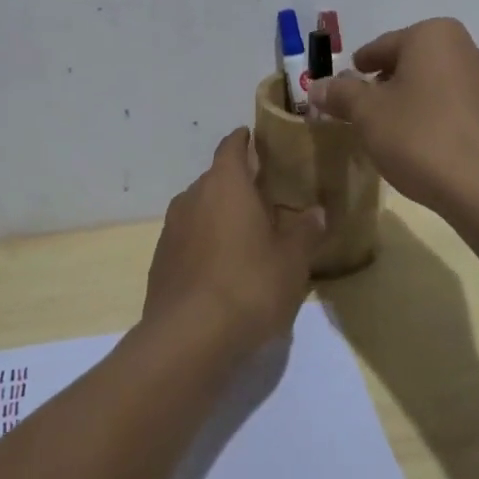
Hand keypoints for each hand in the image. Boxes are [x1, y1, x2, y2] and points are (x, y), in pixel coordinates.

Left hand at [143, 127, 324, 360]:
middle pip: (216, 178)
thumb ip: (305, 231)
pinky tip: (221, 269)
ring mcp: (172, 229)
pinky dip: (204, 244)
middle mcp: (193, 196)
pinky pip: (188, 239)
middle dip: (237, 184)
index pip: (232, 146)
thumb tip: (317, 212)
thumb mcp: (291, 260)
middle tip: (264, 197)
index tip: (255, 139)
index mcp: (225, 183)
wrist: (188, 339)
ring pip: (200, 209)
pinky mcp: (160, 261)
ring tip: (245, 235)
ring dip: (219, 215)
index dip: (244, 140)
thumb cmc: (248, 285)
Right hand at [308, 17, 478, 215]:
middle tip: (362, 110)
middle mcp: (465, 47)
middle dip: (385, 84)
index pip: (382, 46)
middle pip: (411, 62)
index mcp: (433, 35)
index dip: (359, 67)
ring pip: (434, 85)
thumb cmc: (421, 136)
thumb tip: (317, 85)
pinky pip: (455, 107)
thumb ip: (341, 94)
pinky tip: (422, 145)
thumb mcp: (368, 114)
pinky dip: (434, 118)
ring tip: (390, 131)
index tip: (344, 85)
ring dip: (411, 101)